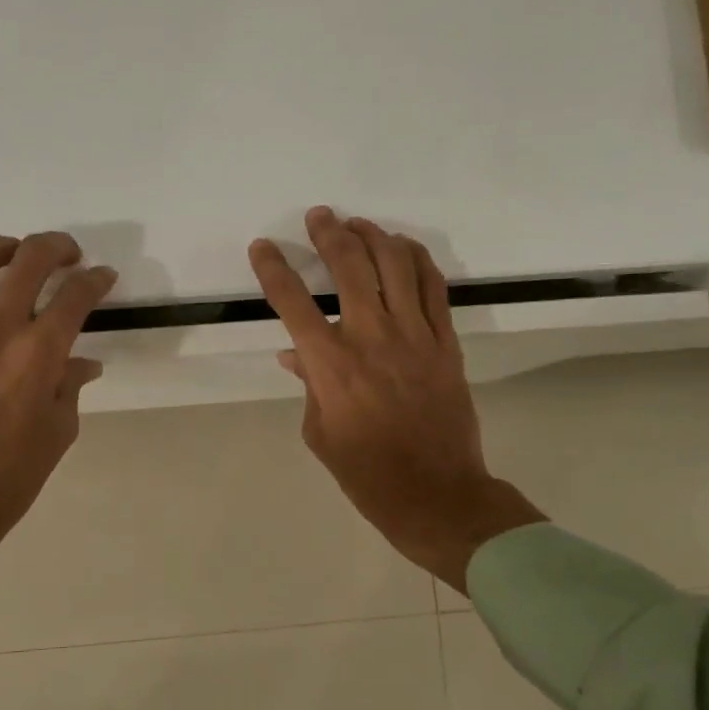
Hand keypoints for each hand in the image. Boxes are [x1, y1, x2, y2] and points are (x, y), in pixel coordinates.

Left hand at [0, 232, 116, 594]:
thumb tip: (82, 362)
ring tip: (17, 257)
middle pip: (30, 259)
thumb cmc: (10, 475)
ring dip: (6, 247)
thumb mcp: (58, 431)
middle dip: (57, 248)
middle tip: (68, 256)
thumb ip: (70, 385)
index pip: (75, 295)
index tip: (103, 278)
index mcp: (38, 354)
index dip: (96, 280)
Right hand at [249, 208, 543, 593]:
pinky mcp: (446, 342)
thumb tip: (296, 353)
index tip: (263, 246)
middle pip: (350, 266)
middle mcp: (371, 337)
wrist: (435, 493)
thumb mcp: (319, 433)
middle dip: (329, 233)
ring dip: (374, 236)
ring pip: (396, 265)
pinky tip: (403, 247)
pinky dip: (418, 259)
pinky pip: (434, 287)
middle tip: (319, 216)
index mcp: (330, 364)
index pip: (292, 302)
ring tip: (359, 224)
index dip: (273, 268)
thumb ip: (308, 384)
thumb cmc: (366, 472)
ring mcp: (414, 336)